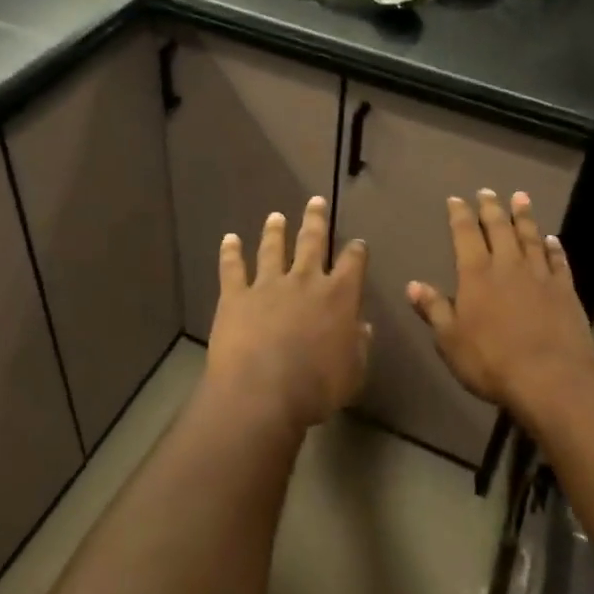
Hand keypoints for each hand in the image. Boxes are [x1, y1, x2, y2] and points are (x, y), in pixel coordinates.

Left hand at [207, 197, 369, 432]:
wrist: (262, 393)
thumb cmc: (316, 388)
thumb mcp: (353, 372)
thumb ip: (359, 346)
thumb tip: (364, 327)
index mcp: (339, 296)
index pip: (353, 263)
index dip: (357, 251)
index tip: (358, 243)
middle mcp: (305, 280)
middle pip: (312, 241)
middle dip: (315, 220)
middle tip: (315, 201)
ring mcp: (268, 285)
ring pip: (272, 249)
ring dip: (275, 231)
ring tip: (275, 216)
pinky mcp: (236, 296)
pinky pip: (232, 268)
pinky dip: (230, 252)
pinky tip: (229, 239)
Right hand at [406, 190, 593, 417]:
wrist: (551, 379)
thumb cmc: (491, 361)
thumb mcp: (450, 340)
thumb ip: (434, 309)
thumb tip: (413, 284)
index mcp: (476, 275)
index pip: (465, 235)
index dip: (459, 215)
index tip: (456, 199)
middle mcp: (508, 266)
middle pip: (499, 228)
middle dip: (491, 207)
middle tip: (487, 191)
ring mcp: (539, 276)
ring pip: (530, 237)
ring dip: (524, 216)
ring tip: (520, 197)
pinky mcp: (565, 291)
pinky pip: (557, 261)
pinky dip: (553, 248)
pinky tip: (551, 240)